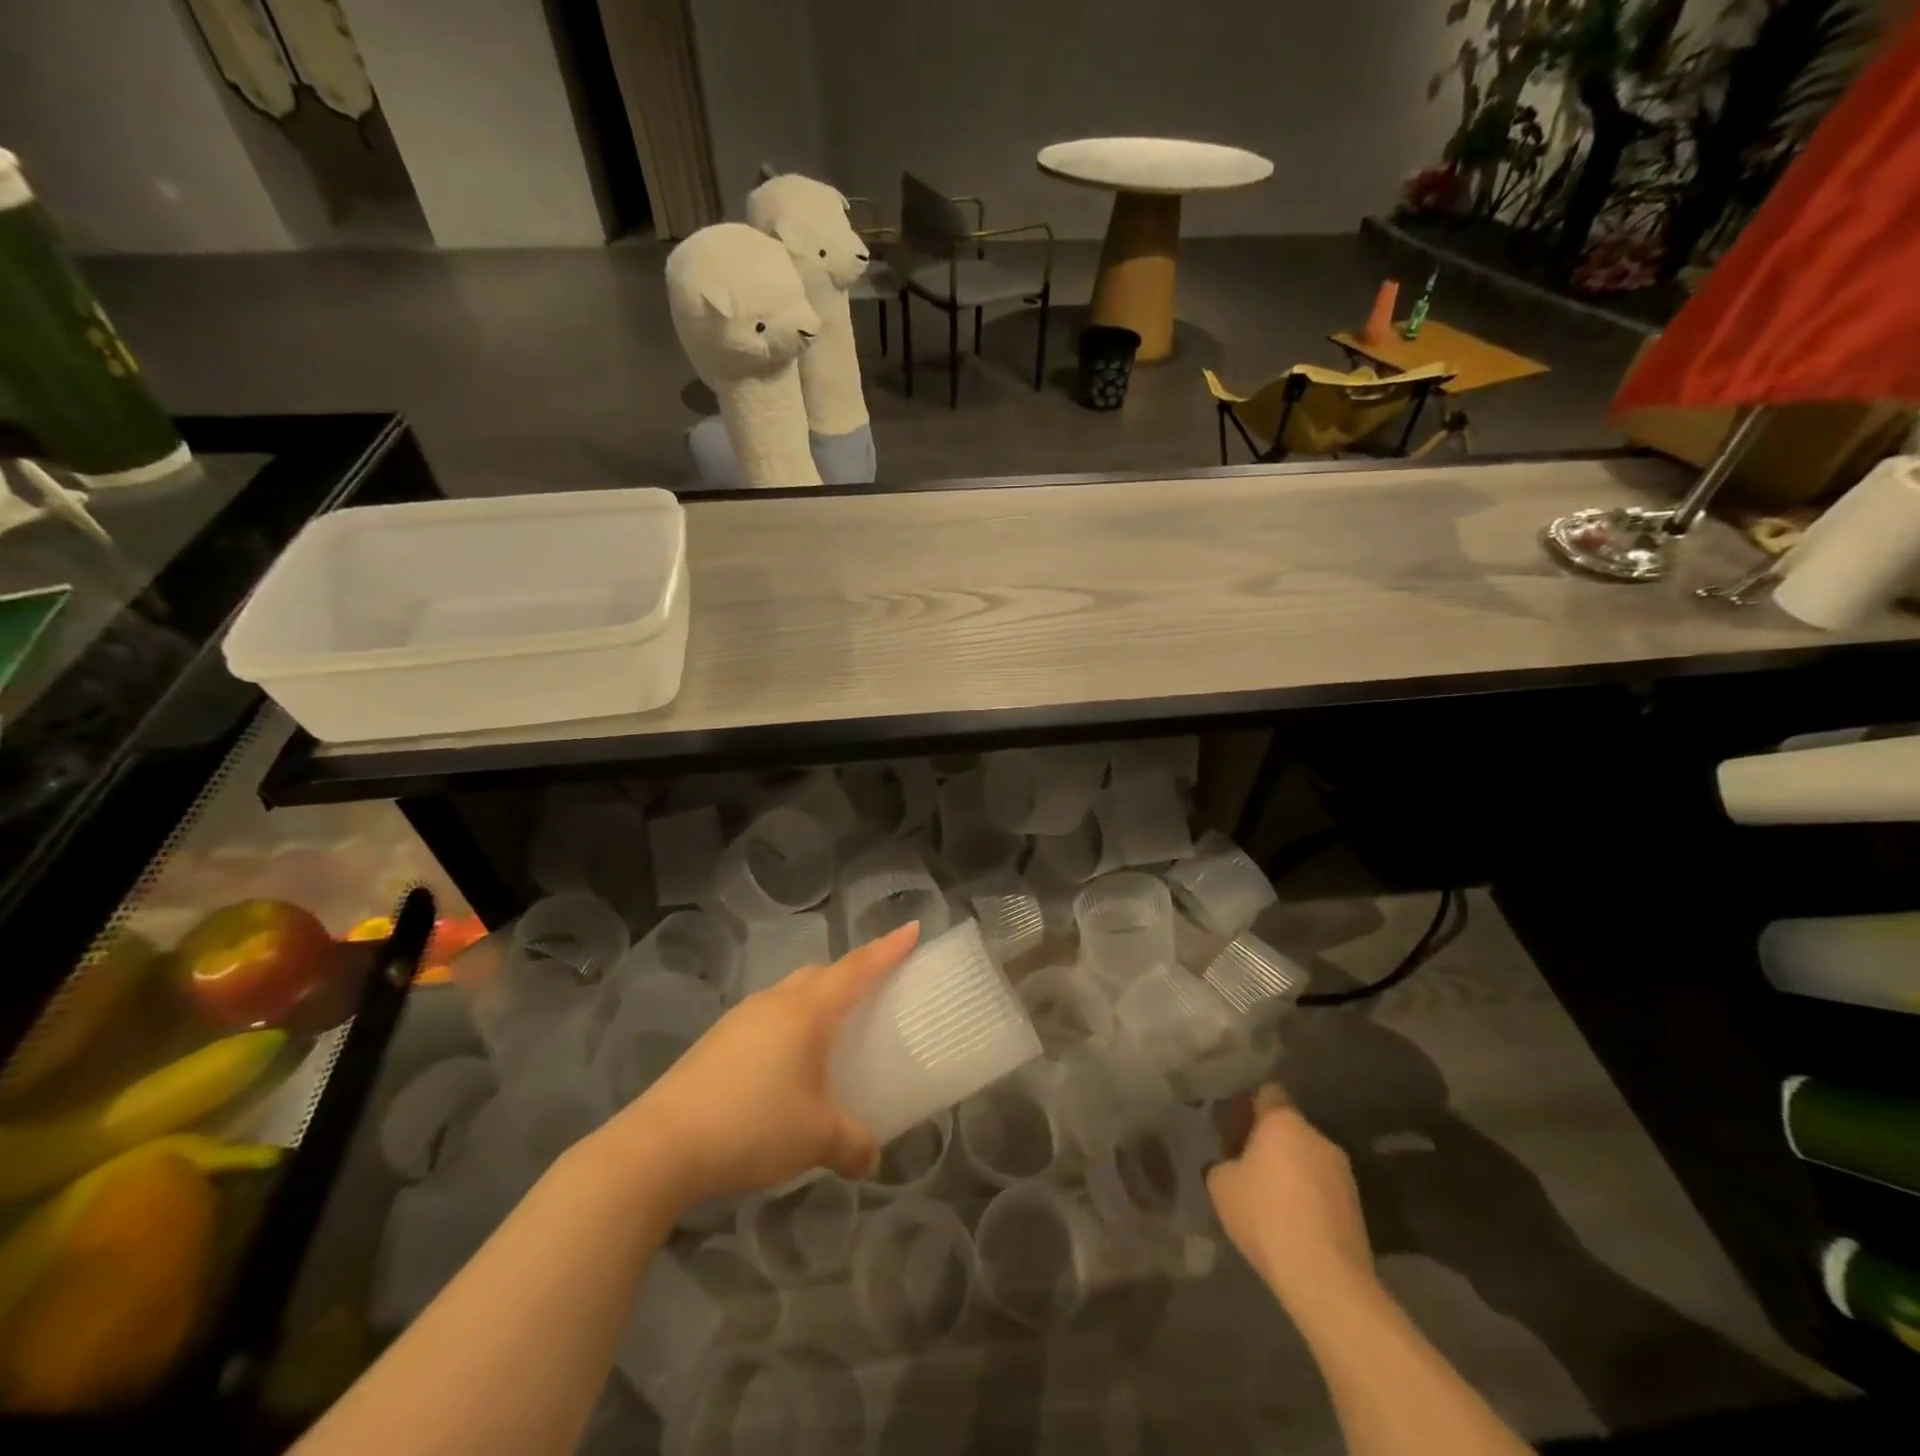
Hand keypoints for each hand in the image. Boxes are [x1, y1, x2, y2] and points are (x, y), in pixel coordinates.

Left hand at [602, 921, 919, 1209]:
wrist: (661, 1145)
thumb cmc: (752, 1125)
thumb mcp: (816, 1138)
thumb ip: (852, 1144)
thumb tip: (871, 1158)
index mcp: (808, 1011)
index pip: (859, 968)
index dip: (889, 948)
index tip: (913, 927)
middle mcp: (776, 1002)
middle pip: (822, 974)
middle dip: (851, 973)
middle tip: (874, 989)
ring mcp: (741, 1018)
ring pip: (791, 994)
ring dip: (816, 1001)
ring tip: (830, 1034)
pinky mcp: (717, 1041)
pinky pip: (767, 1018)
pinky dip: (788, 1026)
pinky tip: (785, 1067)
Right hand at [1207, 1084, 1376, 1312]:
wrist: (1324, 1276)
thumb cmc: (1266, 1216)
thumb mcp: (1221, 1185)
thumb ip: (1223, 1163)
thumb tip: (1231, 1164)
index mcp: (1283, 1122)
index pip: (1269, 1093)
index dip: (1252, 1105)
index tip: (1238, 1124)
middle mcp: (1317, 1137)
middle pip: (1290, 1128)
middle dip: (1272, 1142)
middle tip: (1249, 1165)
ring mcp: (1342, 1172)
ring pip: (1308, 1159)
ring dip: (1293, 1170)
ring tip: (1273, 1199)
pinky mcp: (1356, 1206)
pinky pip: (1323, 1188)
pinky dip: (1309, 1197)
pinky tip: (1293, 1223)